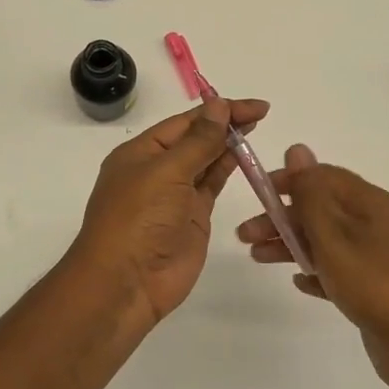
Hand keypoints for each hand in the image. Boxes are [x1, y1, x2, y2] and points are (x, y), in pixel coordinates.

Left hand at [66, 96, 269, 327]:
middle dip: (226, 123)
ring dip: (229, 143)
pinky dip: (229, 168)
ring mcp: (176, 195)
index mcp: (141, 152)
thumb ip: (198, 141)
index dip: (217, 110)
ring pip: (206, 160)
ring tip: (257, 127)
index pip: (185, 122)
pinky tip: (245, 155)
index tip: (253, 106)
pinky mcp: (193, 217)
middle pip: (196, 138)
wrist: (127, 282)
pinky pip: (212, 185)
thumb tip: (218, 105)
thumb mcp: (166, 172)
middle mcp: (158, 170)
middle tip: (261, 113)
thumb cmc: (138, 219)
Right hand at [238, 145, 388, 388]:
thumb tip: (297, 148)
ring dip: (291, 245)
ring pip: (324, 241)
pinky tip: (298, 282)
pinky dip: (316, 272)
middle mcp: (372, 224)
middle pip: (319, 210)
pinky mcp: (374, 289)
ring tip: (257, 258)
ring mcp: (375, 258)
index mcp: (367, 203)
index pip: (321, 176)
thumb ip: (311, 194)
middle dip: (281, 218)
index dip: (288, 181)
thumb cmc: (376, 284)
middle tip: (245, 235)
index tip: (257, 193)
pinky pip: (337, 272)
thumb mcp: (335, 236)